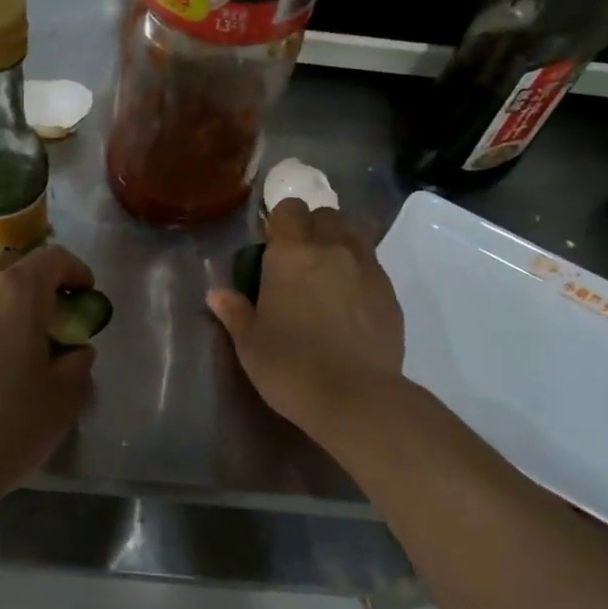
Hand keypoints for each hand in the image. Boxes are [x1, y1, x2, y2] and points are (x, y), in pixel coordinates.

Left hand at [0, 245, 97, 495]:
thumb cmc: (4, 427)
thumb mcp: (63, 400)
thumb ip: (78, 364)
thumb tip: (74, 351)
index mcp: (15, 292)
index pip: (54, 259)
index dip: (76, 273)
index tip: (85, 297)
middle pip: (14, 271)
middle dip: (38, 291)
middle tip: (50, 327)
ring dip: (3, 310)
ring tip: (10, 351)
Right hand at [206, 200, 405, 446]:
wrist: (356, 398)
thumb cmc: (290, 367)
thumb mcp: (250, 343)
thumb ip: (235, 312)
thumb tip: (217, 294)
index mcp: (291, 254)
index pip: (288, 209)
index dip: (279, 222)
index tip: (272, 245)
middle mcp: (332, 248)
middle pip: (326, 215)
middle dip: (312, 228)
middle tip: (300, 260)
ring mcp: (367, 268)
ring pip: (354, 235)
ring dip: (339, 244)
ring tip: (328, 275)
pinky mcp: (390, 292)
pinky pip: (372, 265)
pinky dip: (360, 272)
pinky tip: (351, 303)